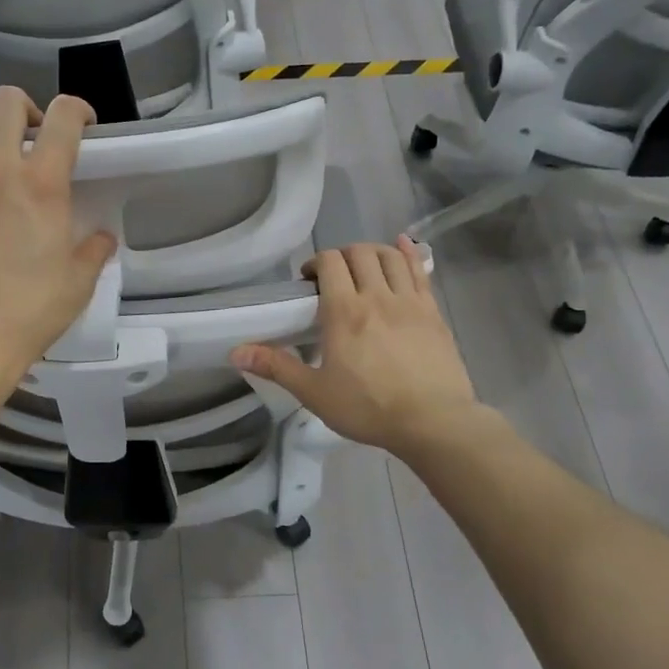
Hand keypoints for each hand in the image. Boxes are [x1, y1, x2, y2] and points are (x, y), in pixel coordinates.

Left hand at [0, 88, 117, 381]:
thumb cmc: (29, 313)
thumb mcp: (79, 283)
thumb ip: (94, 250)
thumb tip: (102, 236)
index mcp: (43, 185)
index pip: (64, 117)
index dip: (78, 110)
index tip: (80, 125)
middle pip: (9, 102)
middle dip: (27, 109)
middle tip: (29, 136)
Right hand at [232, 238, 482, 458]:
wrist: (433, 421)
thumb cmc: (368, 408)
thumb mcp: (315, 392)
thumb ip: (277, 367)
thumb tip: (235, 352)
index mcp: (344, 311)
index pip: (330, 262)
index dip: (316, 262)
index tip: (309, 281)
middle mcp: (377, 296)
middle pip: (359, 252)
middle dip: (342, 255)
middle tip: (334, 277)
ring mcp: (410, 301)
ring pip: (390, 256)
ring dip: (372, 252)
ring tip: (364, 266)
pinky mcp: (433, 312)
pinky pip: (419, 270)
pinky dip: (407, 254)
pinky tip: (402, 247)